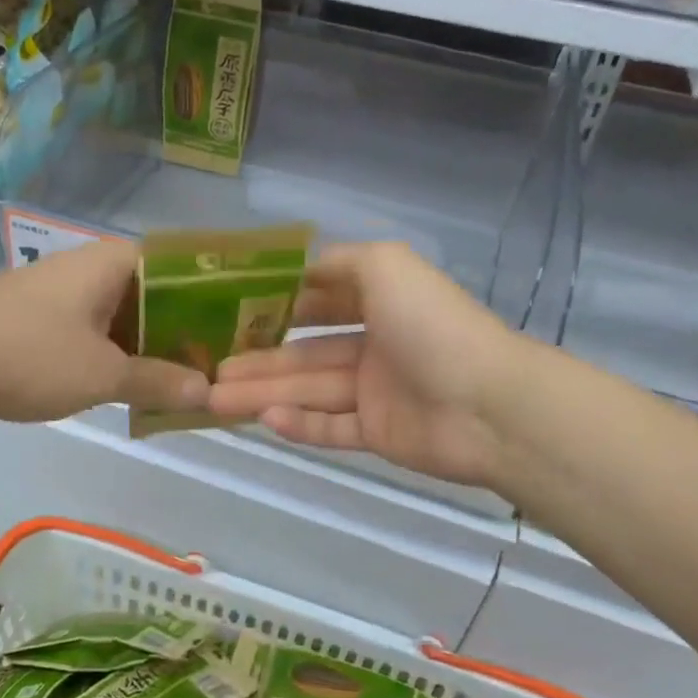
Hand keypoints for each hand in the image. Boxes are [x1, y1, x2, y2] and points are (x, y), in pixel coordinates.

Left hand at [0, 239, 209, 425]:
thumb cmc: (28, 353)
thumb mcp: (102, 373)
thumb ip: (159, 380)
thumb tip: (208, 391)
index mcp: (115, 262)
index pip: (183, 267)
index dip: (215, 296)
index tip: (241, 329)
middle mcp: (92, 268)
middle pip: (156, 295)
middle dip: (186, 332)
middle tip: (219, 367)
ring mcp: (63, 294)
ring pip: (125, 318)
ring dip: (151, 350)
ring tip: (187, 384)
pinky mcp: (40, 322)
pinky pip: (95, 335)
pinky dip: (117, 358)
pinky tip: (136, 390)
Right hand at [207, 242, 524, 488]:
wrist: (488, 404)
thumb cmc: (431, 325)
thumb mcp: (386, 265)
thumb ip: (342, 262)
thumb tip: (301, 268)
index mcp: (379, 303)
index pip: (319, 302)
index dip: (277, 307)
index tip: (231, 313)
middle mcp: (375, 346)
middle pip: (305, 354)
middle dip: (258, 359)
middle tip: (210, 369)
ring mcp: (376, 393)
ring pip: (310, 392)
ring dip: (264, 394)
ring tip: (214, 399)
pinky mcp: (379, 434)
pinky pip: (331, 428)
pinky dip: (298, 425)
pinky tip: (263, 420)